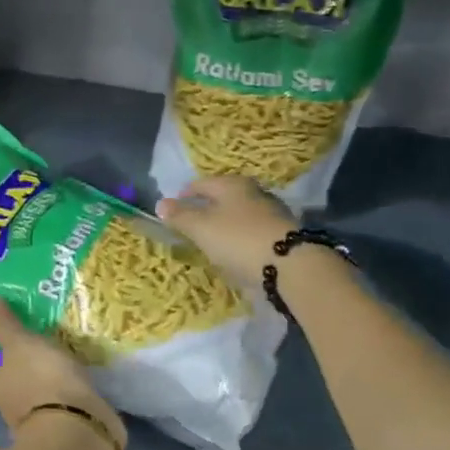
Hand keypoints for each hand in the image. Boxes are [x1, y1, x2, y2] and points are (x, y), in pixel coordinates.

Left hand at [0, 295, 125, 449]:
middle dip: (28, 379)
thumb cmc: (42, 380)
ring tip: (69, 369)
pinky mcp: (67, 435)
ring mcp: (40, 426)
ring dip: (52, 392)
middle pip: (16, 392)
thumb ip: (3, 324)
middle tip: (45, 357)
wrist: (78, 427)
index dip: (1, 367)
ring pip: (42, 403)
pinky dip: (72, 405)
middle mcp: (10, 411)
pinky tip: (84, 390)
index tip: (15, 353)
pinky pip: (67, 413)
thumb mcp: (21, 343)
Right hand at [156, 175, 295, 288]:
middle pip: (222, 197)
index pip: (200, 184)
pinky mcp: (281, 234)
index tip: (172, 210)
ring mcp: (270, 213)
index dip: (184, 195)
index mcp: (232, 184)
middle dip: (206, 209)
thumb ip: (180, 216)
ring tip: (211, 241)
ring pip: (238, 215)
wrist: (290, 265)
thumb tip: (160, 204)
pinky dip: (240, 238)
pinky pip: (252, 232)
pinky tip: (235, 252)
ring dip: (224, 225)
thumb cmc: (238, 239)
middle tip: (191, 226)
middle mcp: (253, 192)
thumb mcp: (201, 228)